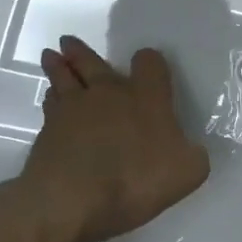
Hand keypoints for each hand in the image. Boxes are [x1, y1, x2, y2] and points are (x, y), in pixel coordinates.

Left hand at [20, 35, 210, 241]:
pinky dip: (51, 100)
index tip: (146, 63)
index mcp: (146, 97)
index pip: (150, 63)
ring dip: (59, 67)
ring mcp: (73, 109)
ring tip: (52, 57)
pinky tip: (50, 100)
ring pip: (64, 79)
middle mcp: (109, 93)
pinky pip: (50, 106)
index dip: (149, 61)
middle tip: (68, 41)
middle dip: (82, 52)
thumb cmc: (136, 179)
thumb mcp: (187, 172)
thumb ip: (193, 156)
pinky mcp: (47, 131)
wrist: (72, 200)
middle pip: (93, 63)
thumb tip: (190, 150)